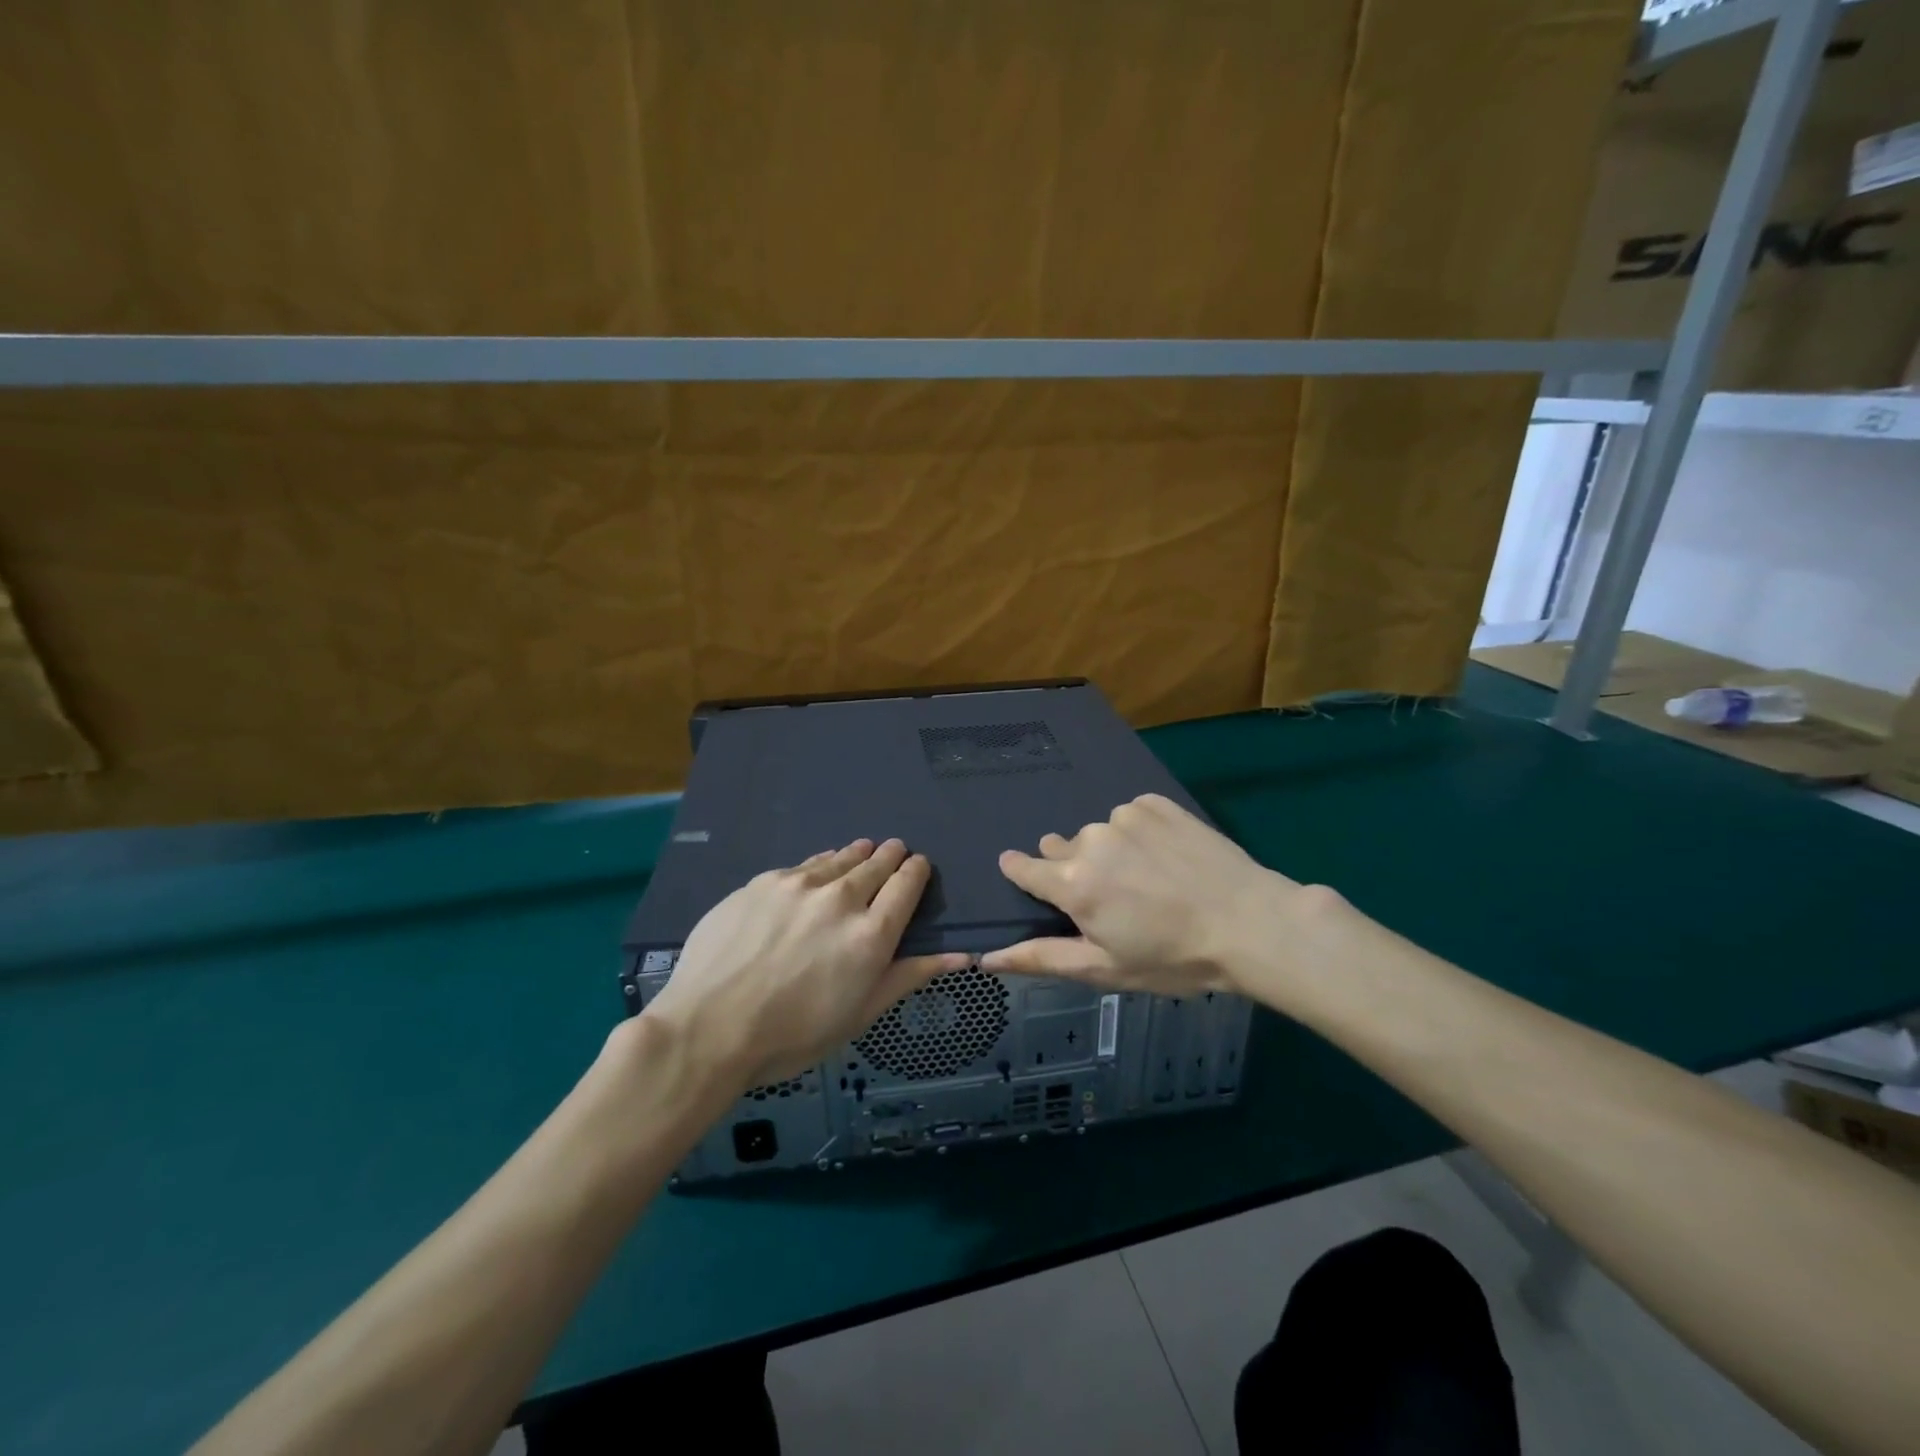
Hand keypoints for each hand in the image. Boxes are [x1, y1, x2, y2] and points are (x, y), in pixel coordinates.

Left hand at [640, 838, 968, 1088]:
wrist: (708, 1028)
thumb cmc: (793, 1035)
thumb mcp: (860, 1014)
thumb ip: (909, 976)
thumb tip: (963, 956)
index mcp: (872, 934)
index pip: (906, 884)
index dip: (916, 871)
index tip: (918, 867)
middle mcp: (841, 898)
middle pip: (876, 863)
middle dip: (890, 856)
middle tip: (895, 851)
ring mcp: (799, 885)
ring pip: (840, 858)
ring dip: (857, 854)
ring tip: (863, 850)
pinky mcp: (763, 881)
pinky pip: (804, 865)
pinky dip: (820, 865)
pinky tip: (818, 870)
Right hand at [981, 793, 1307, 998]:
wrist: (1249, 923)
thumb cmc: (1172, 958)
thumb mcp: (1104, 969)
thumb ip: (1042, 958)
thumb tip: (987, 957)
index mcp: (1072, 883)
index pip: (1024, 868)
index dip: (1021, 873)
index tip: (1025, 876)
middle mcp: (1090, 840)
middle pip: (1063, 850)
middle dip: (1076, 871)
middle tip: (1114, 900)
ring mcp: (1124, 816)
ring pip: (1099, 834)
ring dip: (1110, 852)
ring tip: (1149, 880)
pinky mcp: (1155, 803)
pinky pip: (1131, 816)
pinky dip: (1139, 833)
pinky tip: (1167, 857)